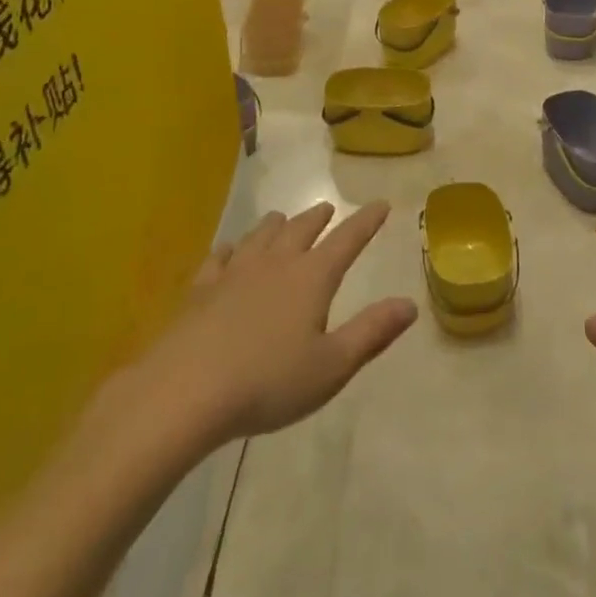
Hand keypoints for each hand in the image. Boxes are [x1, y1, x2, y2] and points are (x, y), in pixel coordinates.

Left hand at [135, 202, 417, 445]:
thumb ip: (372, 332)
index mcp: (312, 278)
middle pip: (301, 229)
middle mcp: (276, 264)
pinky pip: (220, 257)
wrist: (185, 391)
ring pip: (260, 235)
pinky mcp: (201, 289)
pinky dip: (231, 249)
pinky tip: (229, 251)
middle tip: (328, 208)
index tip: (380, 204)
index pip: (347, 240)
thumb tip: (410, 304)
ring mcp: (234, 272)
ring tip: (282, 219)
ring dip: (276, 225)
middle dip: (318, 218)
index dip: (366, 221)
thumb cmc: (268, 382)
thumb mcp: (332, 366)